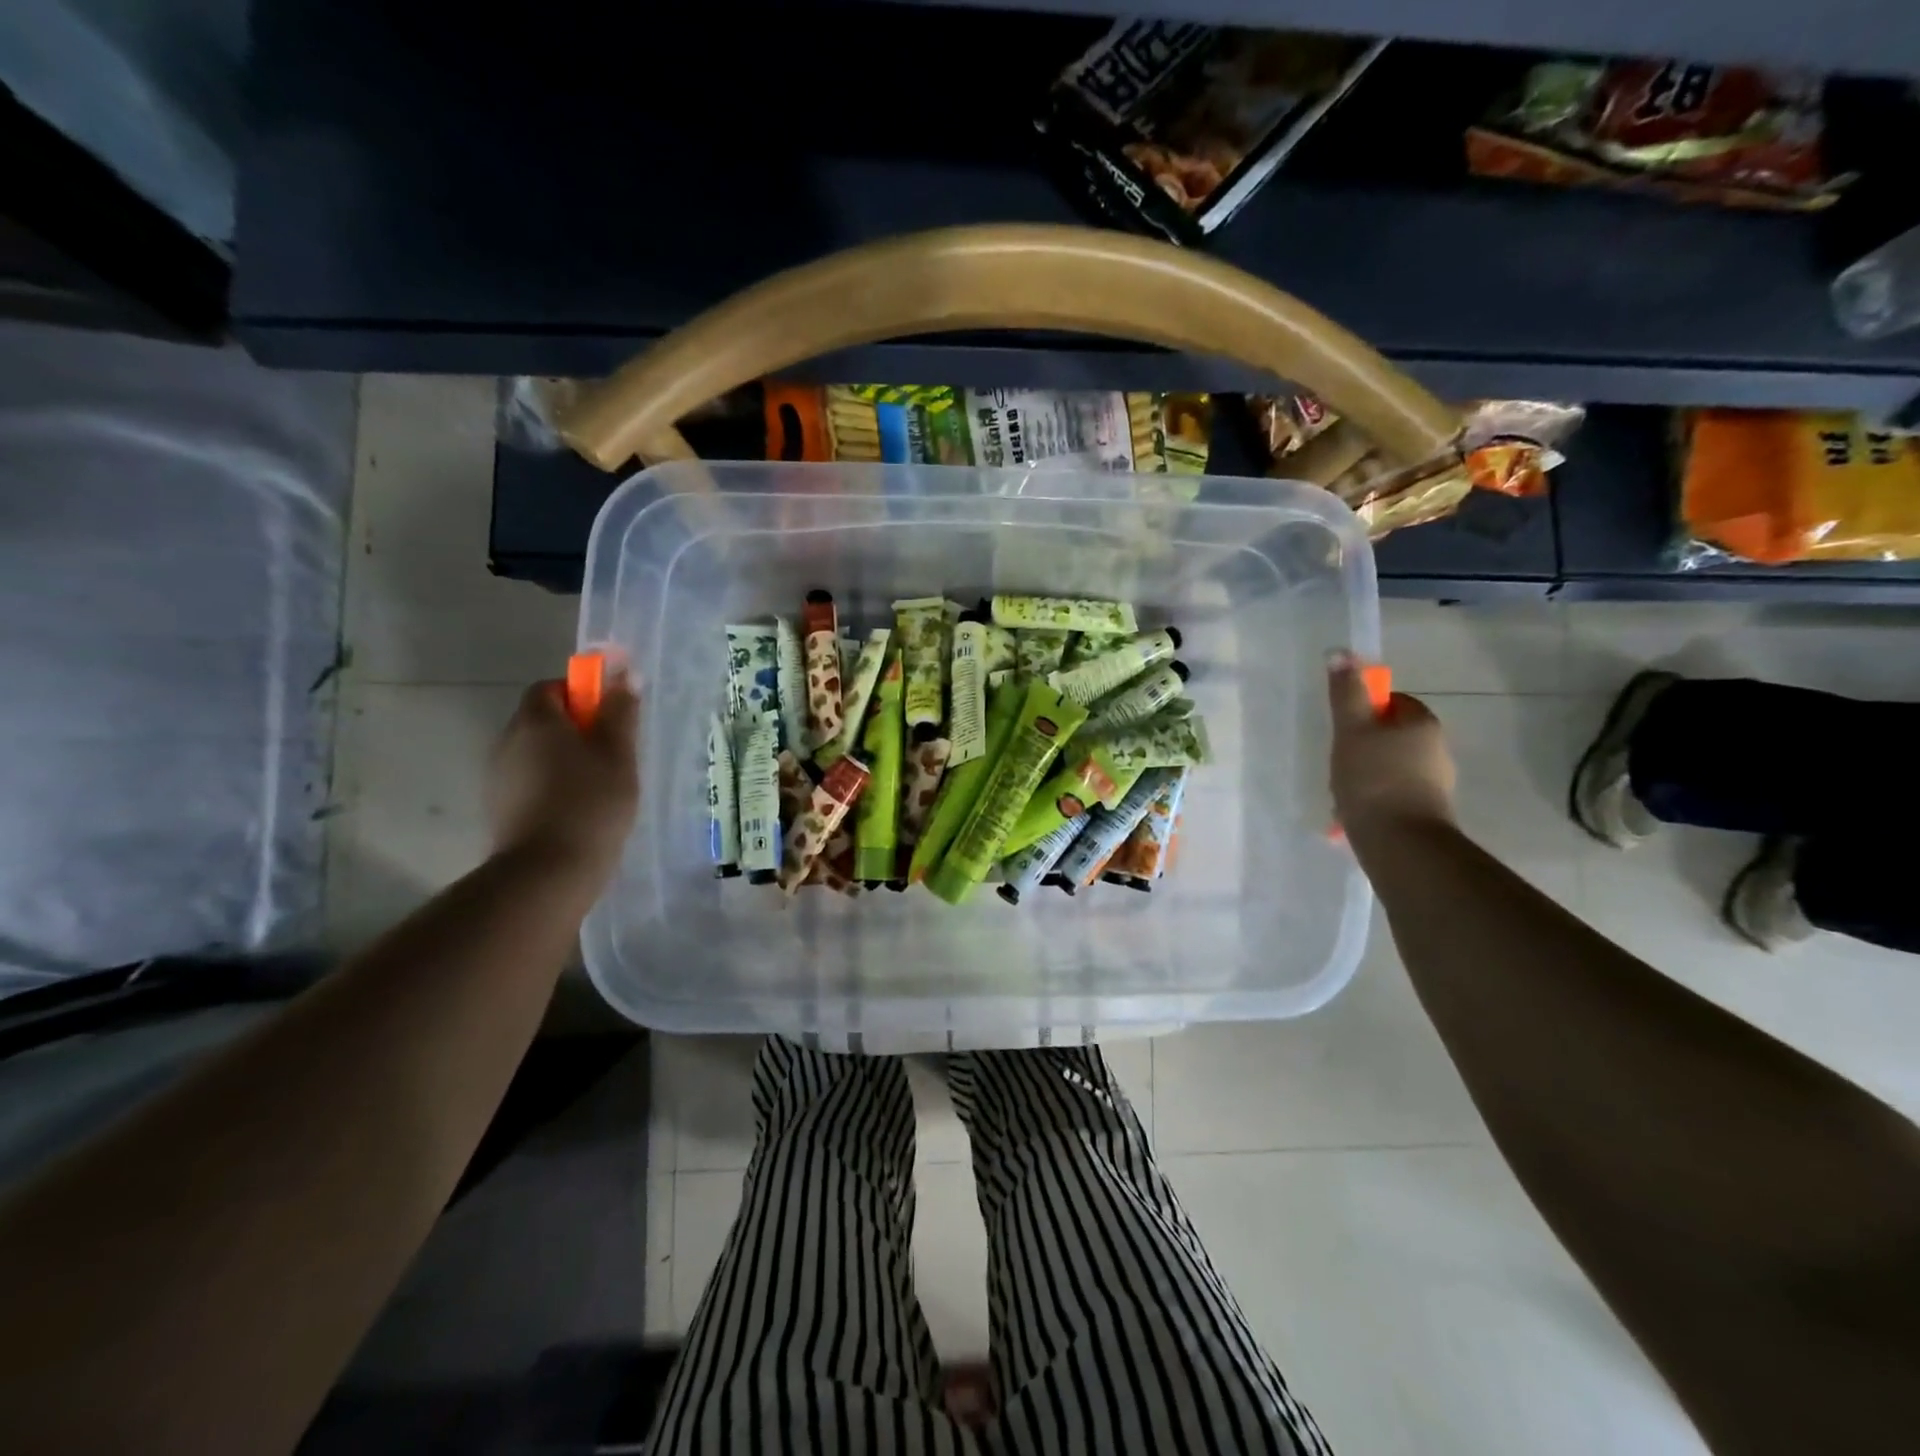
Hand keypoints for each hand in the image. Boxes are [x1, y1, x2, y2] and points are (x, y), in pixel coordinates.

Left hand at [488, 669, 639, 879]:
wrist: (549, 870)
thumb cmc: (592, 803)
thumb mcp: (619, 754)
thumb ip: (620, 712)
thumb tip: (625, 674)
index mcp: (537, 721)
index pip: (552, 687)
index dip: (581, 693)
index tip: (610, 715)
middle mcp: (509, 740)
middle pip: (542, 718)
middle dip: (576, 726)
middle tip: (613, 750)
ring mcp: (499, 775)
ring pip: (536, 750)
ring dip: (564, 756)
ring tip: (599, 783)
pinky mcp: (500, 806)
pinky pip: (529, 779)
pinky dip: (552, 782)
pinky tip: (578, 806)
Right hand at [1329, 652, 1455, 840]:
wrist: (1400, 843)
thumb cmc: (1373, 778)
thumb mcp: (1351, 730)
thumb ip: (1346, 693)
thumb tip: (1340, 653)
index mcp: (1423, 724)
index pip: (1394, 702)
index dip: (1365, 709)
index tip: (1343, 727)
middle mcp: (1437, 750)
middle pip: (1391, 736)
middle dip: (1362, 746)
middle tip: (1337, 760)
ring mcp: (1434, 784)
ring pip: (1390, 767)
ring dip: (1364, 774)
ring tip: (1341, 792)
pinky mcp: (1425, 812)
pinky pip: (1392, 794)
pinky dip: (1372, 798)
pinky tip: (1352, 813)